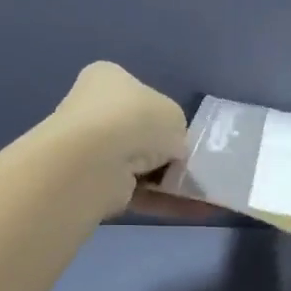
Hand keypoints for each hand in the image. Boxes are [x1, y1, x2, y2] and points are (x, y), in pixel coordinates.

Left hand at [49, 62, 187, 214]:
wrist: (97, 160)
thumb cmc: (136, 120)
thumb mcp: (174, 115)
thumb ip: (176, 130)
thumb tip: (172, 151)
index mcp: (107, 79)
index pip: (139, 95)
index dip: (163, 116)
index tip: (180, 134)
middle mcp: (94, 112)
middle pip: (139, 134)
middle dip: (165, 153)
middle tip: (190, 164)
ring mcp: (91, 151)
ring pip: (140, 167)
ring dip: (168, 180)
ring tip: (199, 191)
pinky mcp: (96, 185)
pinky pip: (138, 192)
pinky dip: (164, 201)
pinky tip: (194, 210)